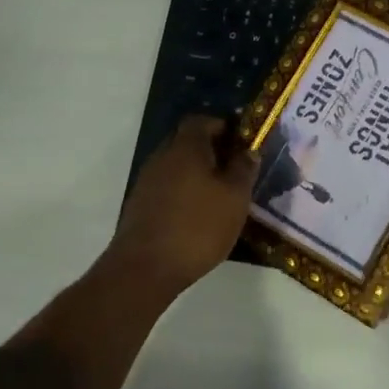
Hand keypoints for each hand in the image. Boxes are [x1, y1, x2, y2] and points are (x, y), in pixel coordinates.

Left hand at [104, 115, 256, 296]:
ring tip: (219, 194)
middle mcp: (162, 156)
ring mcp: (147, 181)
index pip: (202, 120)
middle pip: (187, 141)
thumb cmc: (198, 226)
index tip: (241, 142)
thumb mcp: (235, 198)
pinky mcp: (139, 205)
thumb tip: (249, 150)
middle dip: (211, 150)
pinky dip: (183, 192)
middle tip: (234, 169)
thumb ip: (244, 169)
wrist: (145, 268)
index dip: (222, 126)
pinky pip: (166, 186)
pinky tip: (197, 213)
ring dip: (196, 173)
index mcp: (186, 147)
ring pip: (176, 165)